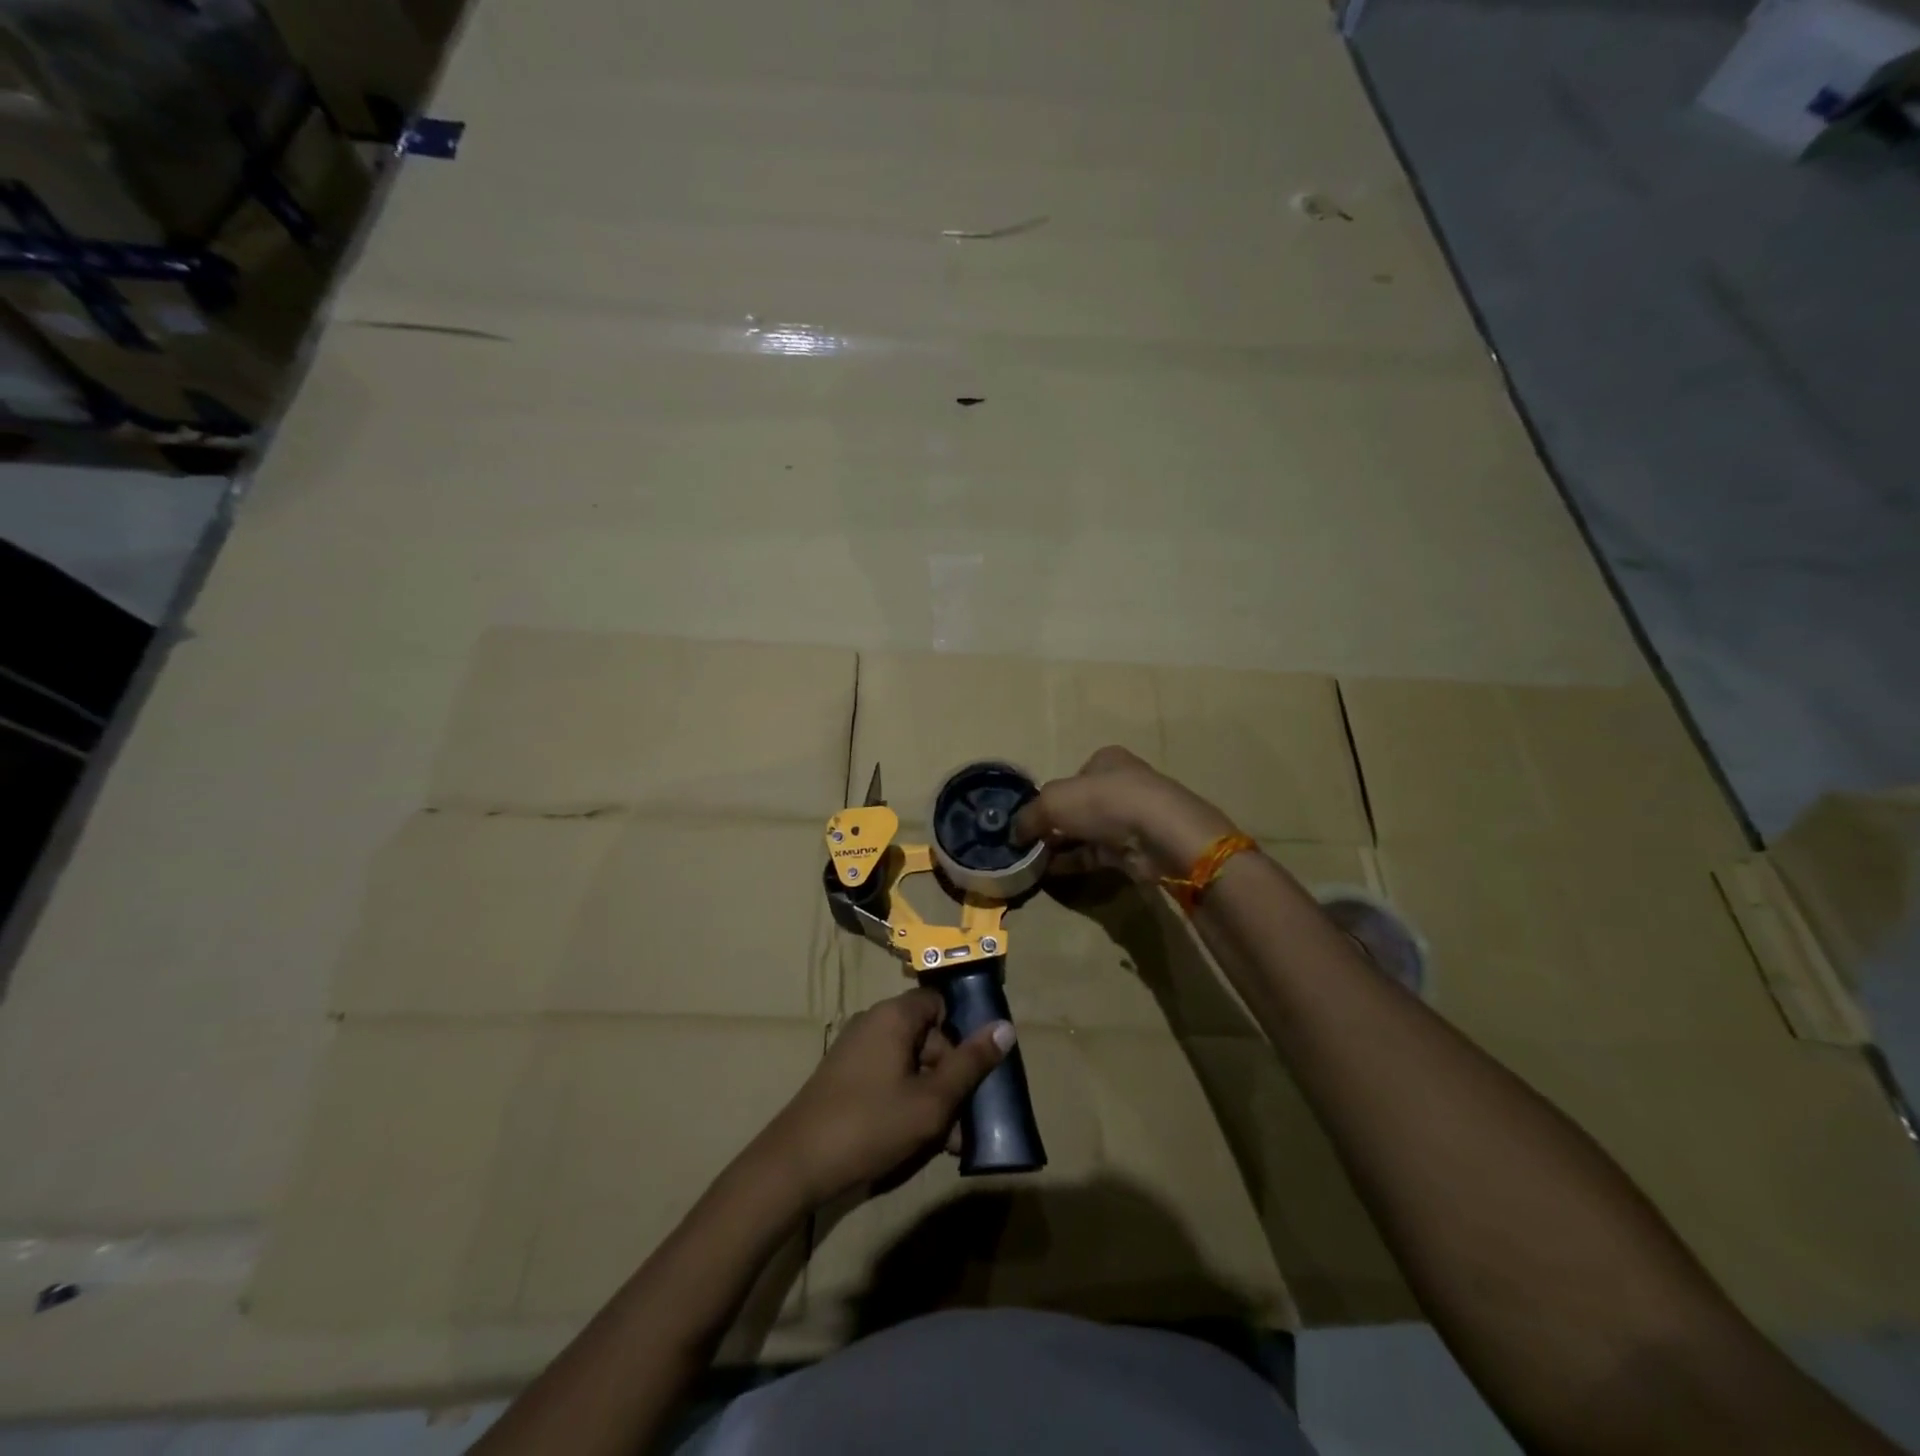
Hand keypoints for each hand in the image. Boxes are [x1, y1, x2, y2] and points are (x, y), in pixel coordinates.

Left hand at [754, 989, 1011, 1205]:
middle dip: (950, 1076)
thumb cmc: (870, 1124)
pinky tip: (918, 1140)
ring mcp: (856, 1051)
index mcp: (894, 1017)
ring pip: (910, 1064)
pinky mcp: (845, 1079)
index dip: (961, 1033)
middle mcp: (874, 1023)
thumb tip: (1006, 1027)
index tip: (975, 1069)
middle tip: (965, 1119)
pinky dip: (907, 1101)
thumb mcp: (931, 1100)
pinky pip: (889, 1079)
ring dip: (933, 1096)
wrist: (795, 1164)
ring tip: (947, 1141)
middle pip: (927, 1036)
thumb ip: (970, 1064)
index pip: (939, 1004)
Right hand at [1014, 746, 1236, 882]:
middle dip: (1053, 824)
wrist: (1159, 835)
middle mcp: (1121, 784)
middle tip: (1026, 843)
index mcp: (1105, 760)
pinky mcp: (1136, 848)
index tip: (1029, 817)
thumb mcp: (1053, 801)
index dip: (1049, 796)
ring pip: (1087, 832)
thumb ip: (1029, 816)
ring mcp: (1131, 818)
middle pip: (1078, 806)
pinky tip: (1051, 872)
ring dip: (1061, 845)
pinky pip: (1097, 855)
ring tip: (1031, 861)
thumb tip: (1013, 834)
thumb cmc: (1104, 802)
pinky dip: (1074, 862)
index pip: (1071, 777)